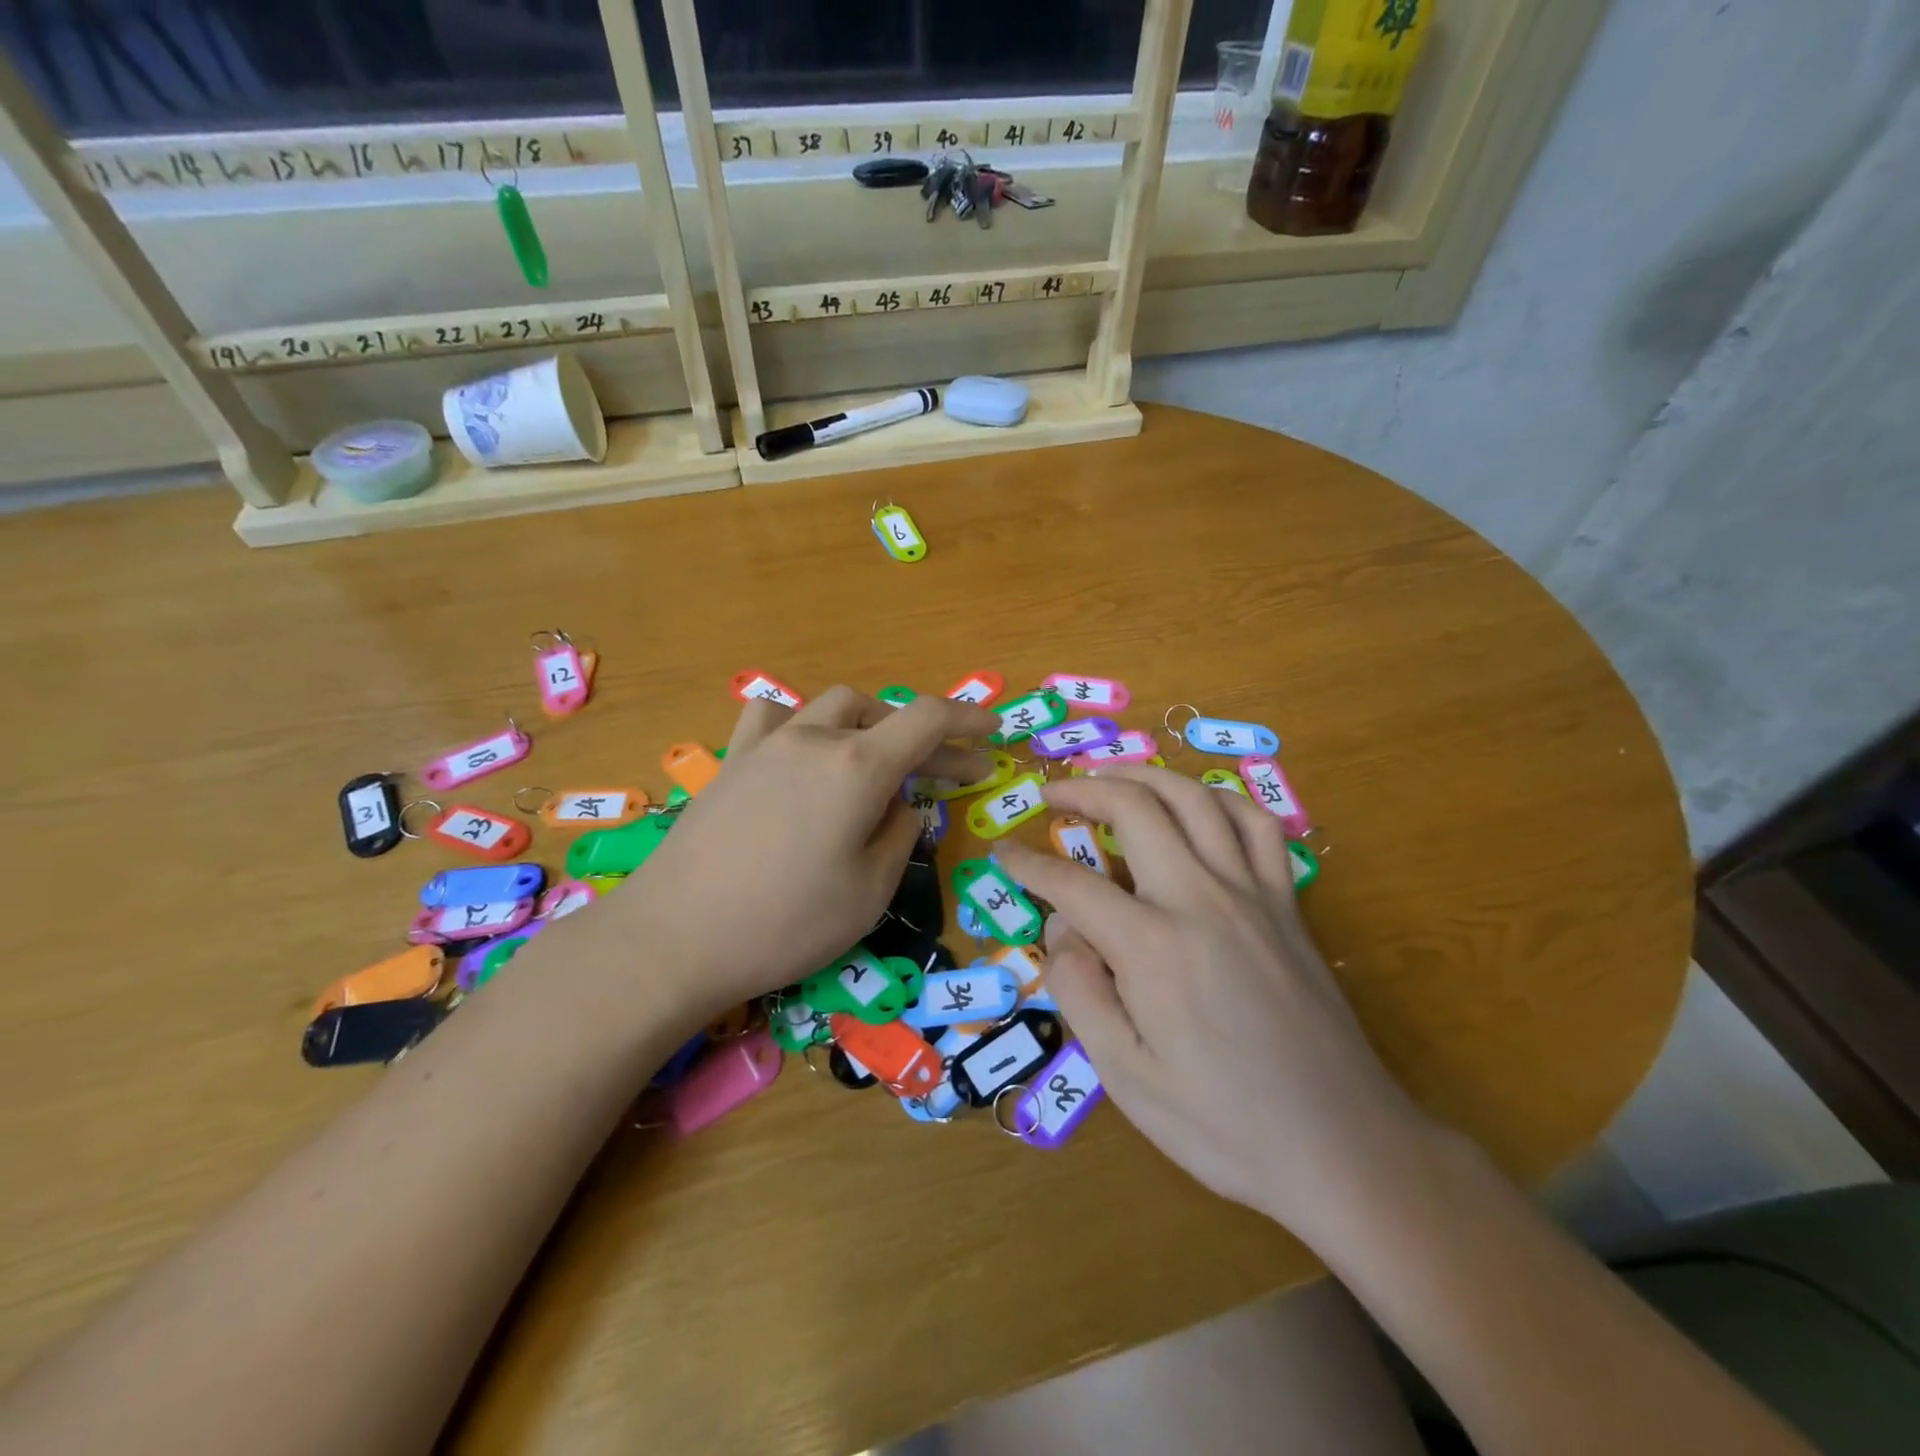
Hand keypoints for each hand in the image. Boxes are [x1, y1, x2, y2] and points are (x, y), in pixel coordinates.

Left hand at [613, 688, 996, 1013]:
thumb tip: (901, 806)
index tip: (993, 732)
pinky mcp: (732, 762)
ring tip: (878, 761)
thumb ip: (900, 835)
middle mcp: (815, 739)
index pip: (927, 718)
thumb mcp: (870, 891)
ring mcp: (768, 745)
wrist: (675, 938)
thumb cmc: (786, 923)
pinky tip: (803, 753)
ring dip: (869, 724)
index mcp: (858, 766)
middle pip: (884, 713)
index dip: (967, 719)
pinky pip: (775, 718)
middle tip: (948, 777)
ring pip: (833, 706)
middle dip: (926, 739)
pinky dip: (805, 725)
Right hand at [994, 767, 1433, 1237]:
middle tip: (1050, 793)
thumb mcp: (1126, 1077)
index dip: (1028, 864)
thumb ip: (1080, 992)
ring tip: (1112, 775)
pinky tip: (1197, 805)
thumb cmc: (1224, 1124)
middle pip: (1135, 809)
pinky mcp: (1287, 903)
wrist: (1344, 1147)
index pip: (1072, 884)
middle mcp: (1202, 899)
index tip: (1003, 853)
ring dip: (1145, 775)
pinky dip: (1218, 799)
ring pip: (1195, 799)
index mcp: (1154, 946)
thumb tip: (1062, 929)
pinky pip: (1255, 825)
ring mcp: (1253, 894)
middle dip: (1083, 790)